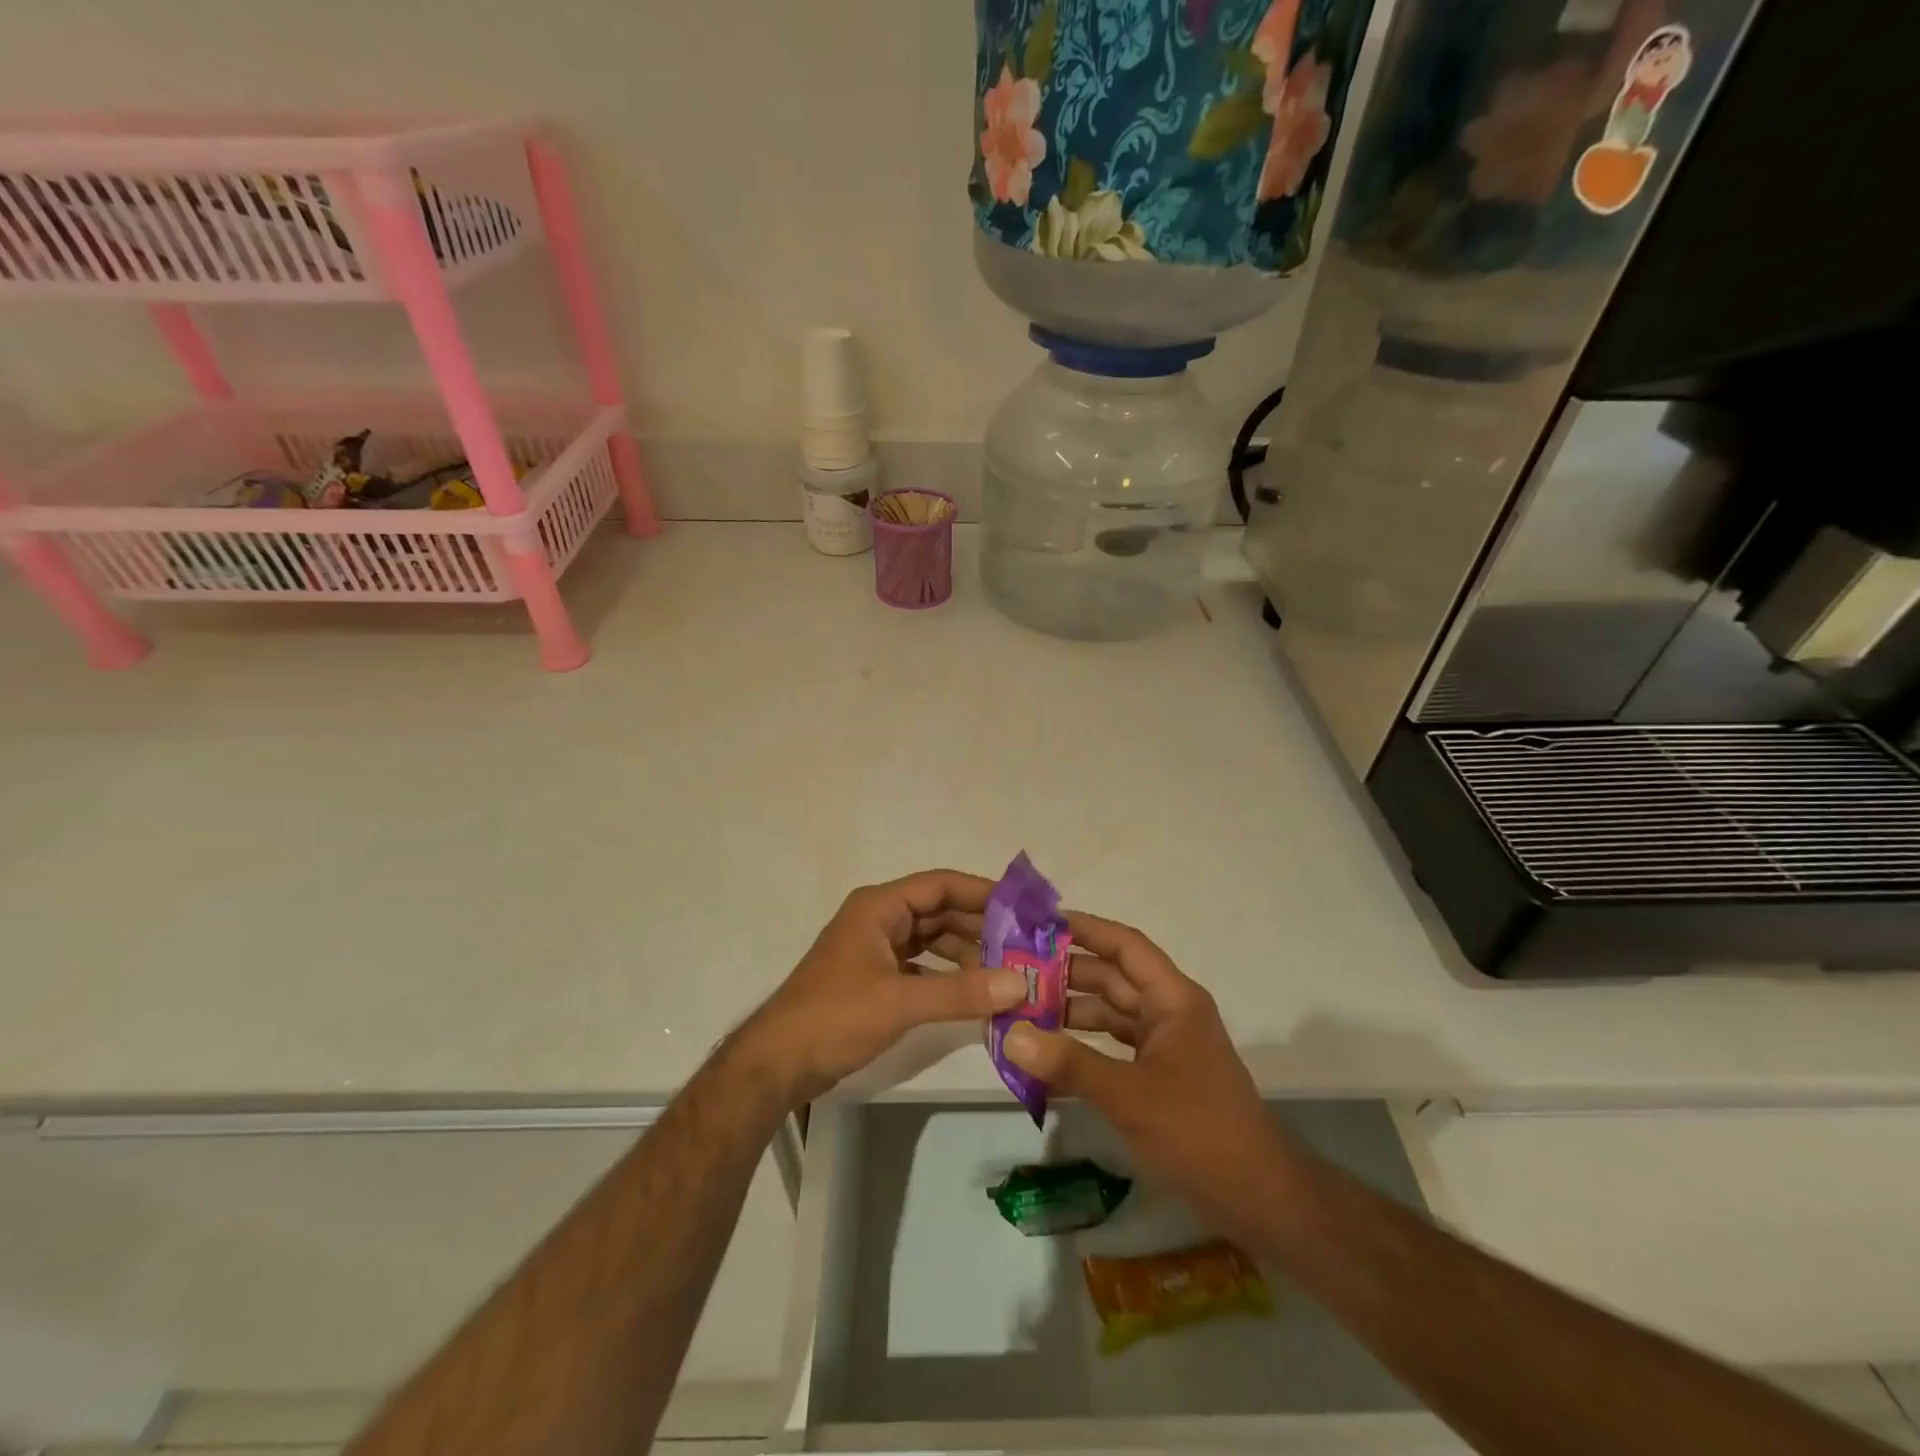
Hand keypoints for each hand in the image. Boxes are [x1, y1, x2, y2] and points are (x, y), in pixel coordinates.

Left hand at [741, 870, 1029, 1106]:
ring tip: (1006, 970)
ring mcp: (875, 950)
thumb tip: (1020, 984)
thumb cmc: (834, 1017)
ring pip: (931, 940)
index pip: (939, 884)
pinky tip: (974, 993)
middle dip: (979, 926)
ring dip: (965, 952)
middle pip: (938, 911)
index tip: (1022, 907)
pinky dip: (947, 976)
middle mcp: (878, 919)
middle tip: (1024, 945)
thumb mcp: (900, 1002)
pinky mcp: (874, 979)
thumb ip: (961, 992)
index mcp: (878, 907)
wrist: (776, 1064)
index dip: (981, 892)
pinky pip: (921, 966)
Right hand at [1002, 911, 1304, 1255]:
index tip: (1040, 922)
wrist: (1259, 1198)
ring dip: (1070, 1012)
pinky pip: (1114, 1048)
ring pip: (1111, 1014)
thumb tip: (1010, 1034)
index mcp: (1173, 999)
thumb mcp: (1129, 1095)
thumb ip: (1069, 1063)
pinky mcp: (1159, 1077)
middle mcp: (1169, 1012)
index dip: (1086, 929)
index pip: (1125, 946)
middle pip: (1113, 978)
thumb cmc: (1198, 1131)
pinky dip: (1083, 1048)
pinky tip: (1047, 1056)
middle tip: (1013, 970)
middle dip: (1065, 973)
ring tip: (1020, 1010)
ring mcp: (1165, 1045)